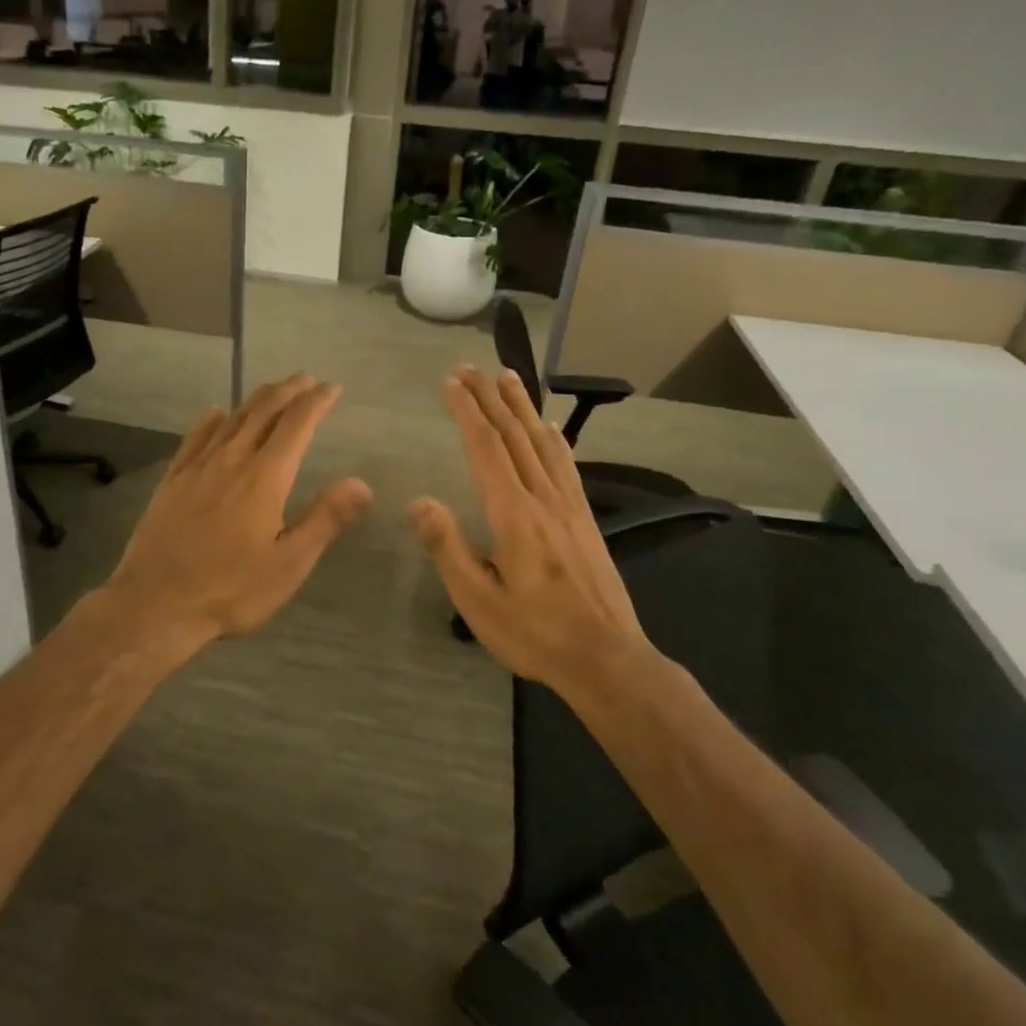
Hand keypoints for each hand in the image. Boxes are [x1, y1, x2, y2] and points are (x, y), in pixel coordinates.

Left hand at [104, 373, 372, 654]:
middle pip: (264, 412)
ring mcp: (197, 467)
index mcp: (265, 477)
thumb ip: (326, 519)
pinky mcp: (173, 480)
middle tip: (306, 379)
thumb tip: (363, 483)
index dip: (317, 401)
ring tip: (273, 389)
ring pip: (232, 419)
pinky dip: (211, 420)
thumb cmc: (230, 589)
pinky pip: (195, 437)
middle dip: (289, 391)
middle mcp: (232, 460)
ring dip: (256, 399)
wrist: (155, 603)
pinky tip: (215, 413)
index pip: (297, 424)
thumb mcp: (289, 563)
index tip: (332, 387)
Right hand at [410, 367, 658, 697]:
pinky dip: (554, 437)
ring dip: (523, 407)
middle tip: (471, 367)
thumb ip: (448, 548)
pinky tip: (549, 428)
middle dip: (491, 398)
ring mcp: (569, 507)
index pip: (487, 450)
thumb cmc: (534, 632)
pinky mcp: (585, 519)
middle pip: (515, 436)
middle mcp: (544, 499)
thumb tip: (419, 501)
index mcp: (514, 515)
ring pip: (543, 443)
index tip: (452, 383)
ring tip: (509, 377)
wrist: (606, 658)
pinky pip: (566, 465)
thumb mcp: (479, 600)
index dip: (468, 412)